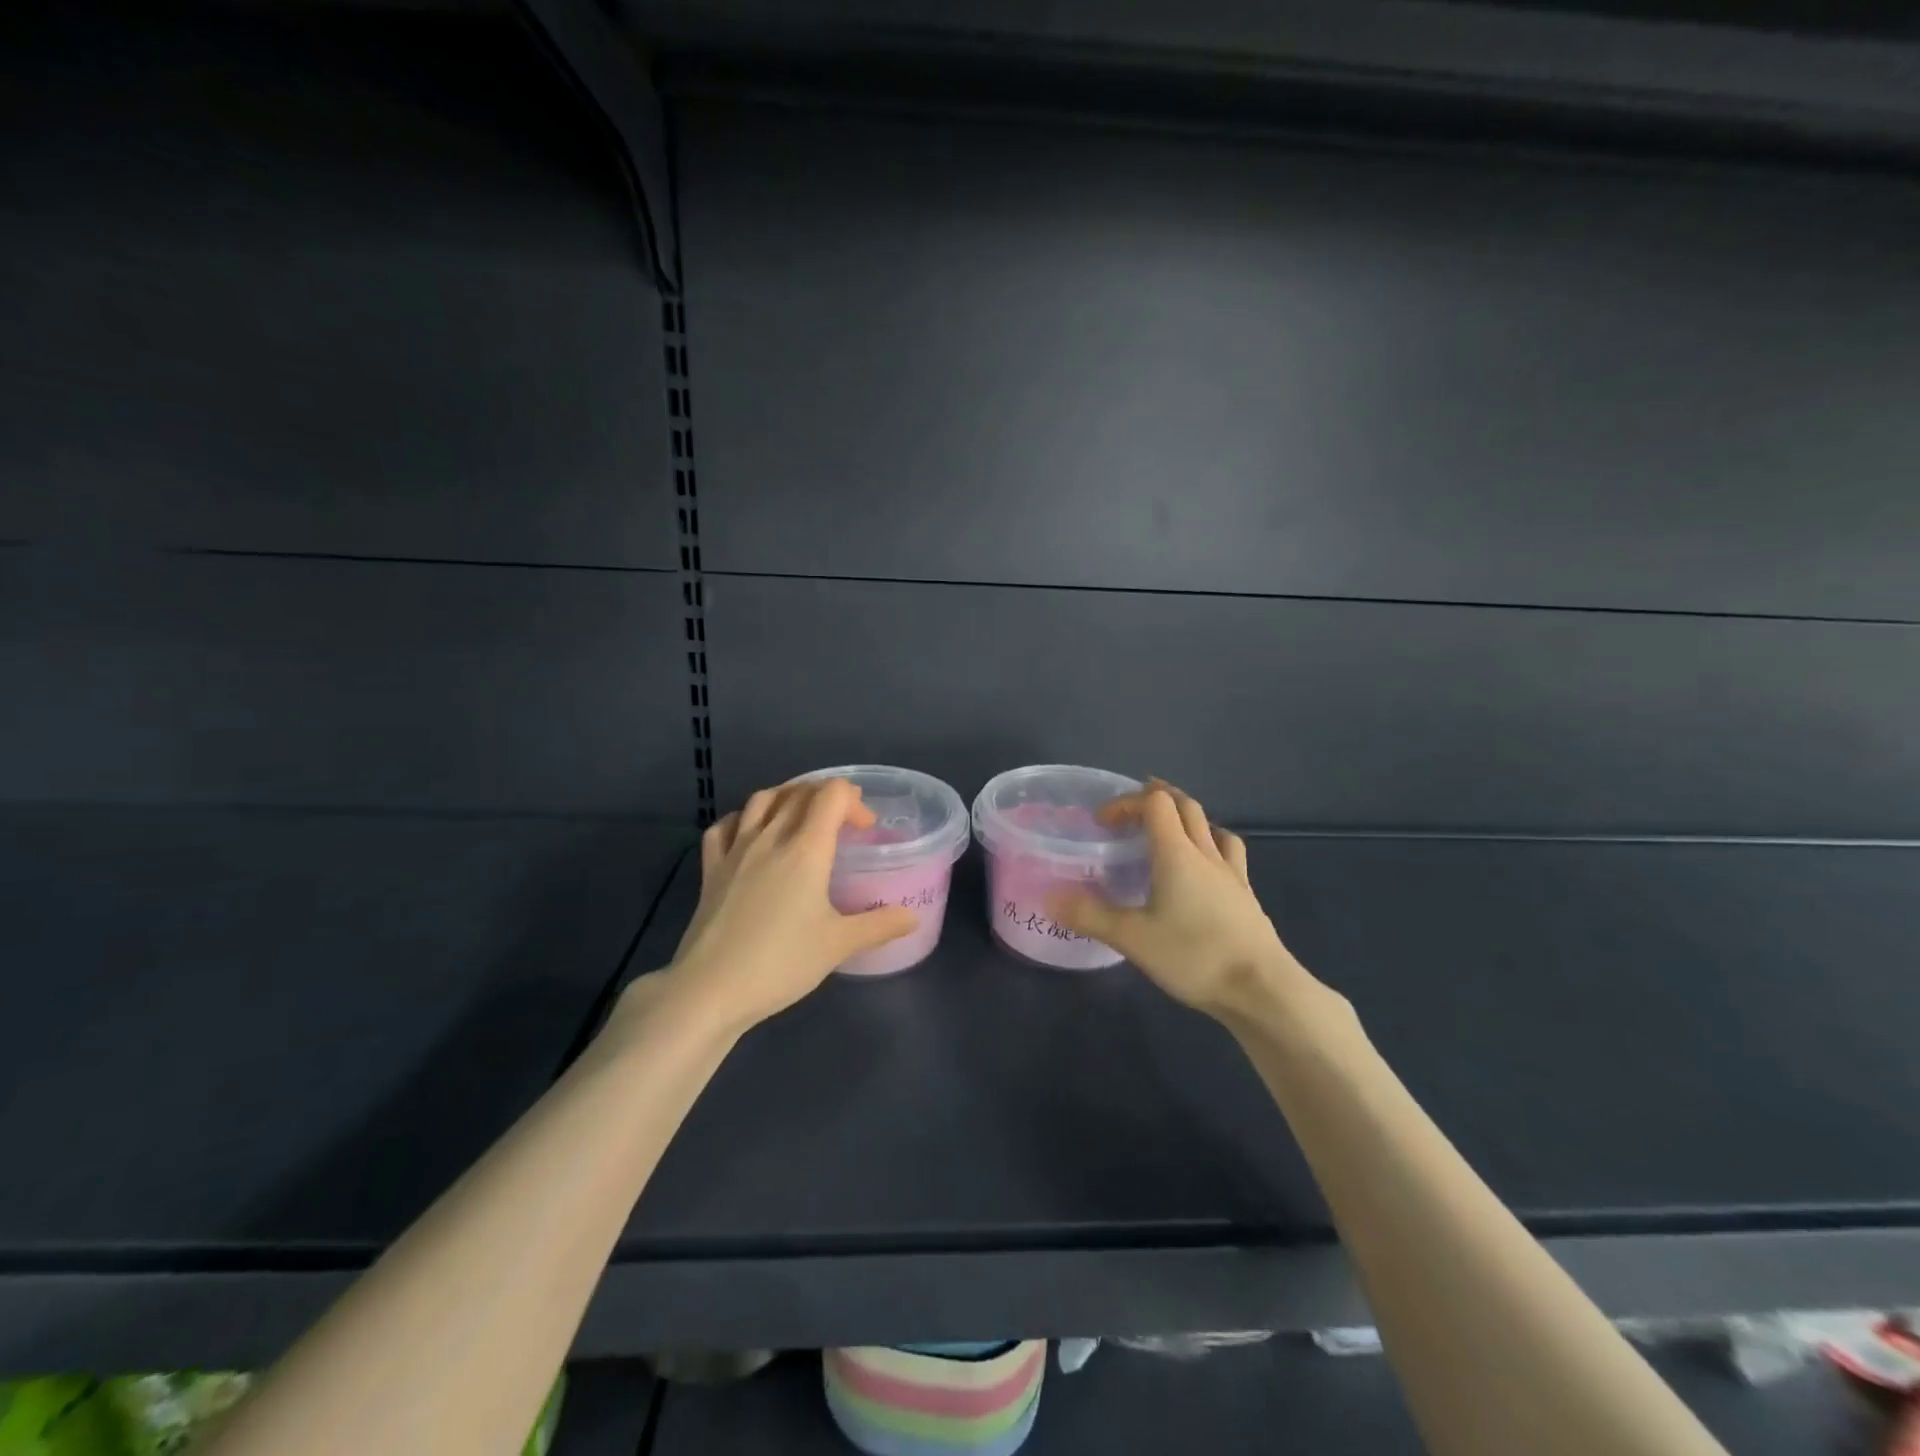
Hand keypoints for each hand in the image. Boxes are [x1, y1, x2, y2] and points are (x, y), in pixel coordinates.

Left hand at [655, 779, 918, 1033]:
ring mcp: (735, 850)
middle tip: (843, 821)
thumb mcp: (838, 945)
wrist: (711, 989)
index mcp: (806, 849)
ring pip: (762, 799)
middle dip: (826, 795)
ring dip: (788, 797)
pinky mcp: (710, 868)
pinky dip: (744, 818)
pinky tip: (752, 834)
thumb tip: (912, 918)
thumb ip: (879, 925)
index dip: (854, 801)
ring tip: (802, 817)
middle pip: (799, 791)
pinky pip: (726, 825)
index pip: (831, 794)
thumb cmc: (781, 962)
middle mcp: (770, 837)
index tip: (866, 829)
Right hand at [1050, 780, 1316, 1023]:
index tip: (1103, 822)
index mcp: (1176, 853)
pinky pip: (1229, 853)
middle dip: (1156, 799)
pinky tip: (1204, 868)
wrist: (1261, 989)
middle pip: (1185, 806)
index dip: (1127, 802)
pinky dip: (1211, 845)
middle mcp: (1206, 853)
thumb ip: (1090, 915)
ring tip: (1168, 833)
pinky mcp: (1246, 895)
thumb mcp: (1133, 938)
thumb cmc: (1194, 956)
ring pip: (1211, 826)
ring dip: (1187, 818)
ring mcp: (1231, 873)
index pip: (1155, 803)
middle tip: (1130, 814)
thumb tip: (1049, 897)